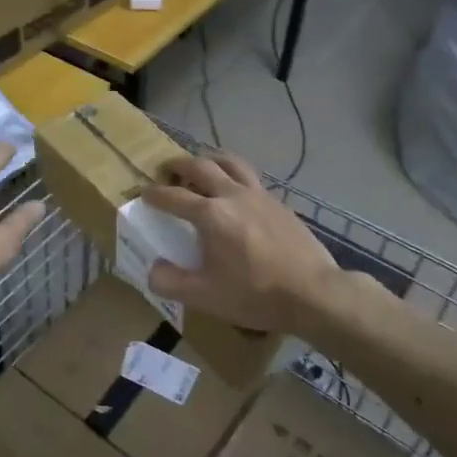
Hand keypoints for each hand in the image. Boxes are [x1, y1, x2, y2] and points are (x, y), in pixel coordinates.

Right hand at [143, 152, 337, 334]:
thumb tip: (153, 268)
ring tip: (202, 167)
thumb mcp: (205, 297)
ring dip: (210, 160)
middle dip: (179, 165)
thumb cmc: (255, 295)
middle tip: (167, 169)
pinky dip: (235, 176)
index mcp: (210, 215)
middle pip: (201, 166)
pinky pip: (251, 178)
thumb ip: (171, 282)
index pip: (174, 197)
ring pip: (231, 163)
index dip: (154, 194)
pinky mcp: (279, 203)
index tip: (143, 193)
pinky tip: (236, 193)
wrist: (314, 293)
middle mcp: (233, 196)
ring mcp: (260, 196)